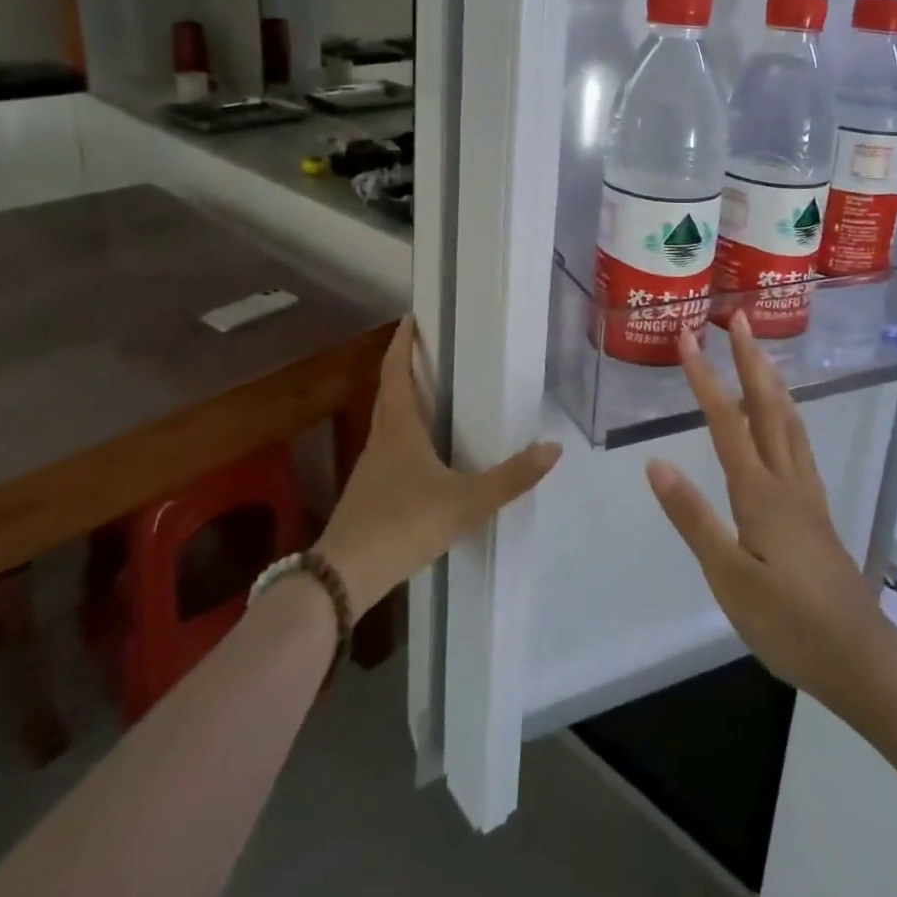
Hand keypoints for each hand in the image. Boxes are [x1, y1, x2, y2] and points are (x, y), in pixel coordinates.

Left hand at [315, 318, 561, 614]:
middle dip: (403, 367)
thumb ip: (510, 478)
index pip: (396, 373)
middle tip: (426, 348)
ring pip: (387, 421)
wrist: (343, 577)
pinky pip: (388, 448)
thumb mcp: (464, 502)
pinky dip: (403, 434)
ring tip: (430, 392)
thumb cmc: (403, 524)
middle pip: (389, 393)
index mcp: (399, 429)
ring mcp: (371, 469)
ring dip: (403, 400)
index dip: (402, 344)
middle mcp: (381, 440)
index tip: (409, 318)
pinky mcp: (369, 494)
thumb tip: (553, 448)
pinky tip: (422, 453)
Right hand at [645, 313, 889, 702]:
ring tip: (759, 353)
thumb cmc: (787, 621)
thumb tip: (655, 462)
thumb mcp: (729, 577)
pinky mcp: (816, 509)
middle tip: (738, 319)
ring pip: (790, 420)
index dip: (706, 377)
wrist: (859, 657)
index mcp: (760, 492)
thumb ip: (693, 518)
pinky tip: (782, 419)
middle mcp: (786, 480)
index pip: (728, 421)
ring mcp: (806, 493)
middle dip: (751, 359)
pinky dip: (786, 413)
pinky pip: (799, 443)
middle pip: (768, 406)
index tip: (689, 337)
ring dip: (772, 380)